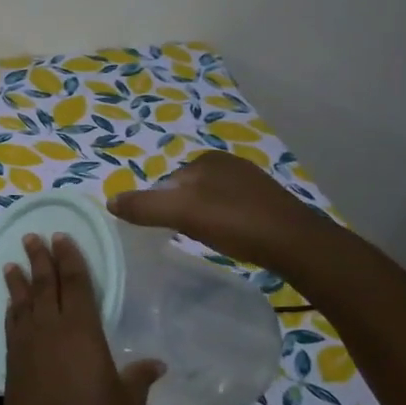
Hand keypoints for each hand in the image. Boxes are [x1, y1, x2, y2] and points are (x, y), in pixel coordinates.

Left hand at [0, 233, 162, 404]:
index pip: (76, 284)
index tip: (62, 237)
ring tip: (12, 263)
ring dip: (19, 281)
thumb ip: (137, 378)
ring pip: (23, 304)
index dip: (69, 258)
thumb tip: (155, 363)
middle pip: (45, 286)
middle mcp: (51, 332)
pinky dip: (11, 310)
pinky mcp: (12, 366)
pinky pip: (11, 327)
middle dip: (40, 259)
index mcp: (83, 333)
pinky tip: (12, 305)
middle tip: (33, 237)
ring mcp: (27, 348)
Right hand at [109, 150, 330, 270]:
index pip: (167, 182)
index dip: (160, 206)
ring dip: (202, 219)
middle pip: (187, 191)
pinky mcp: (267, 203)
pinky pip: (231, 211)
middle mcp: (230, 164)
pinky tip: (230, 239)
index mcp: (207, 160)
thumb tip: (109, 202)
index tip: (165, 230)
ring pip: (209, 201)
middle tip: (185, 237)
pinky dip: (223, 224)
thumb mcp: (181, 213)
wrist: (296, 245)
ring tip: (206, 240)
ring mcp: (252, 183)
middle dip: (181, 212)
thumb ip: (144, 207)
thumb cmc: (235, 222)